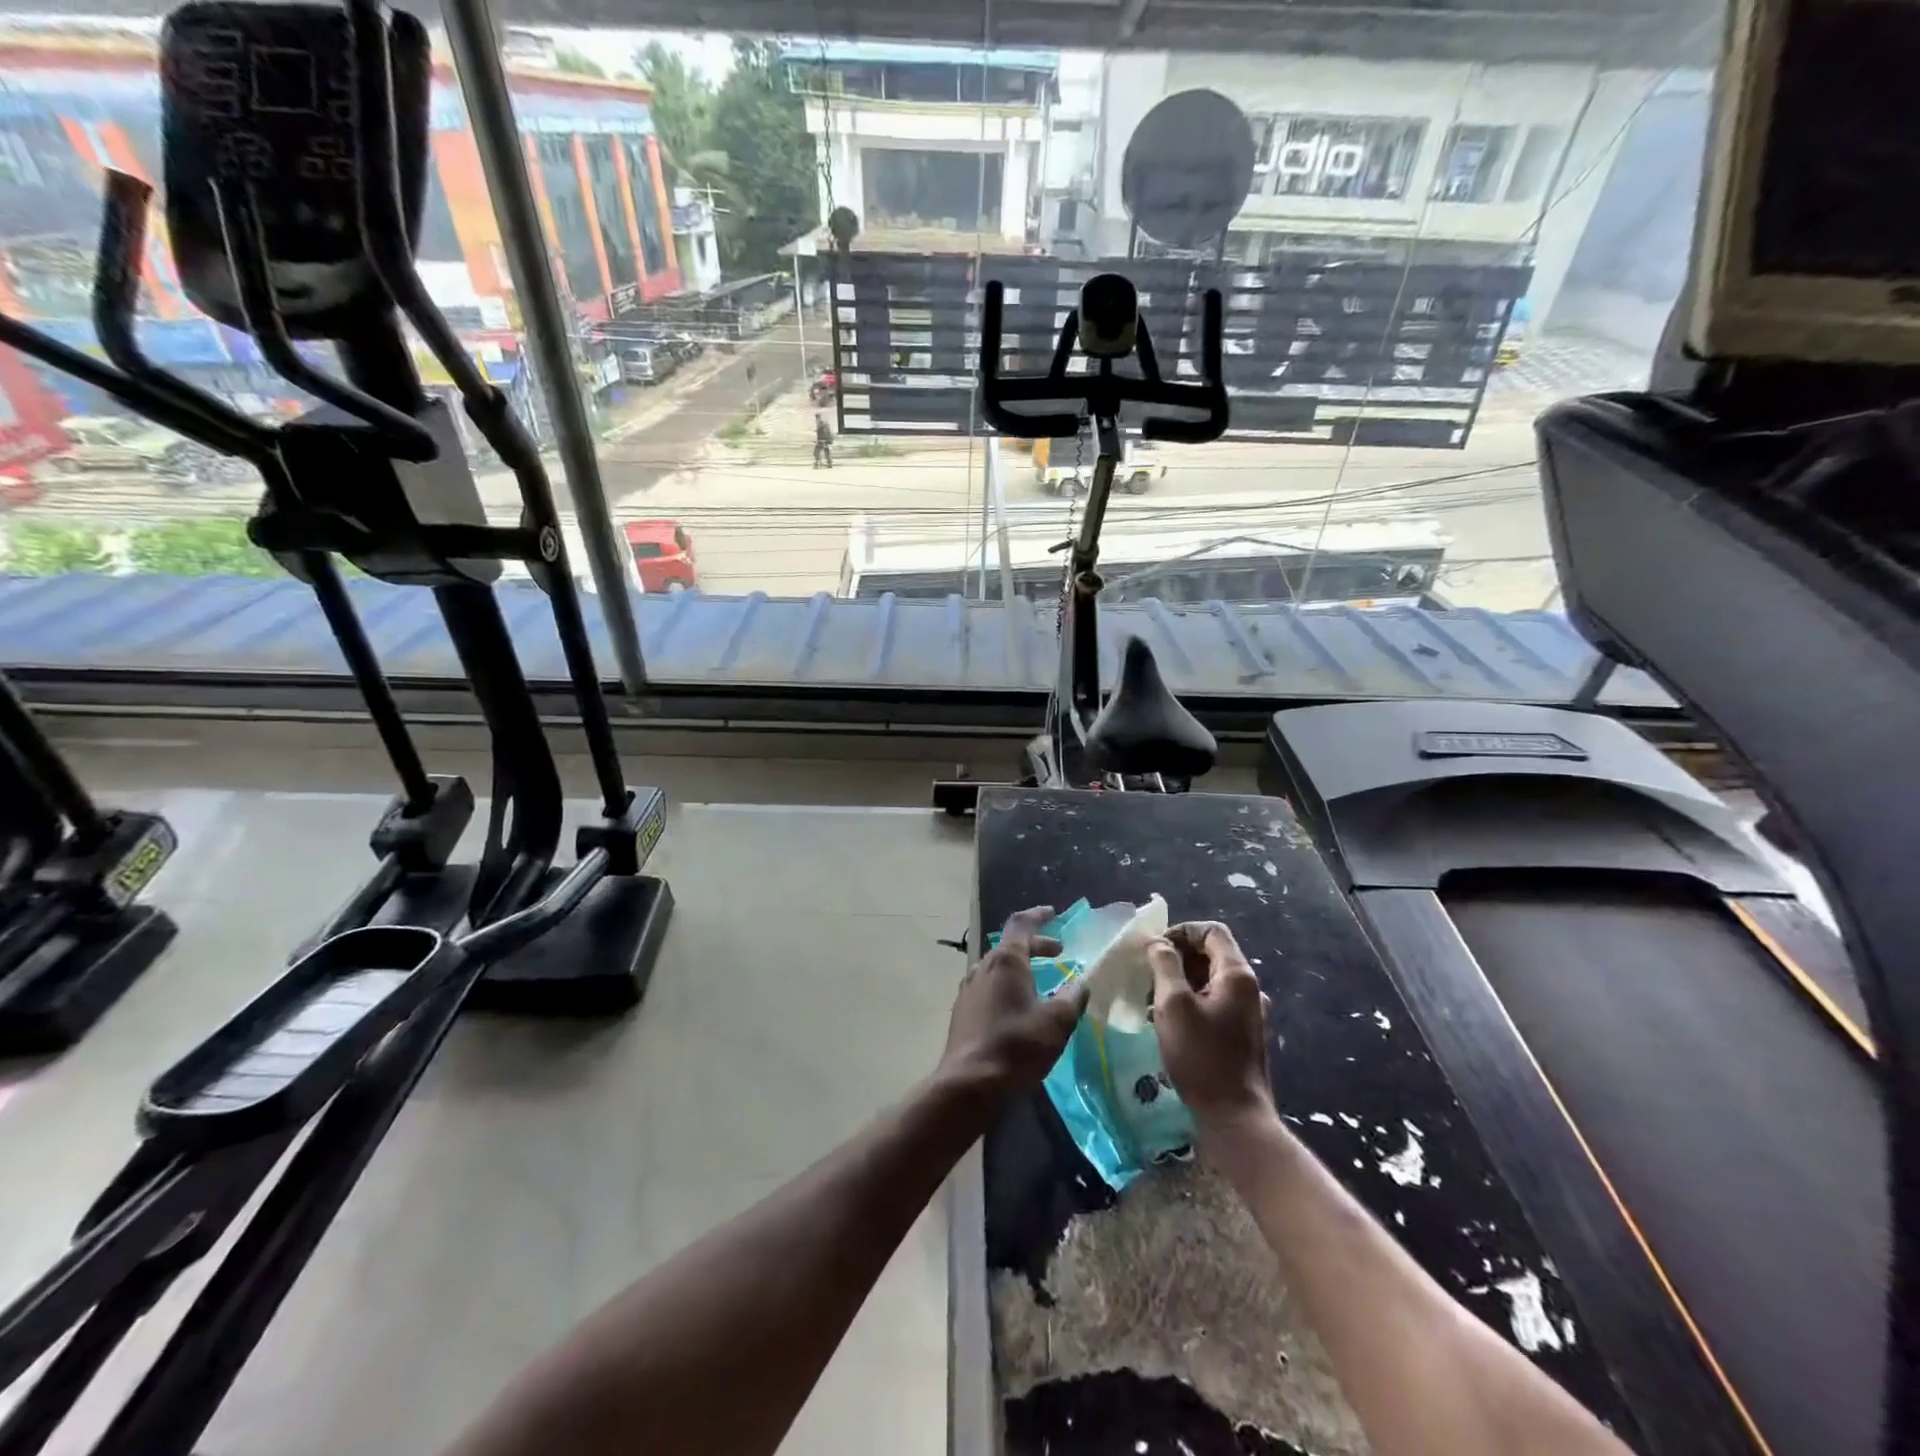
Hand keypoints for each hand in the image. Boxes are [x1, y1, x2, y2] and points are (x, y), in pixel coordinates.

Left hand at [938, 907, 1087, 1102]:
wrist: (969, 1084)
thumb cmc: (1017, 1046)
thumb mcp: (1057, 1021)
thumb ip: (1072, 997)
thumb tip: (1081, 983)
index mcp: (1005, 961)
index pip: (1021, 924)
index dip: (1038, 916)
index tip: (1053, 913)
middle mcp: (983, 967)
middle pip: (1010, 946)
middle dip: (1036, 946)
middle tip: (1059, 953)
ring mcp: (968, 989)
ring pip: (998, 968)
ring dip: (1021, 968)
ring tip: (1042, 982)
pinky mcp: (963, 1012)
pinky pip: (988, 987)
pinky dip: (1008, 986)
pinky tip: (1019, 1008)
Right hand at [1147, 921, 1275, 1136]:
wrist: (1235, 1117)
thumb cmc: (1202, 1056)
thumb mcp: (1174, 1005)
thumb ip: (1165, 965)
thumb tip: (1159, 943)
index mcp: (1237, 975)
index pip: (1211, 931)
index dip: (1181, 932)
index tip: (1154, 949)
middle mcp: (1248, 989)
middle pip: (1211, 954)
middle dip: (1176, 958)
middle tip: (1147, 974)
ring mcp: (1248, 1013)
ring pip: (1210, 980)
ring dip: (1179, 981)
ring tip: (1151, 999)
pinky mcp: (1241, 1035)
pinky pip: (1213, 1003)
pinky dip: (1190, 1002)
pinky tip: (1168, 1022)